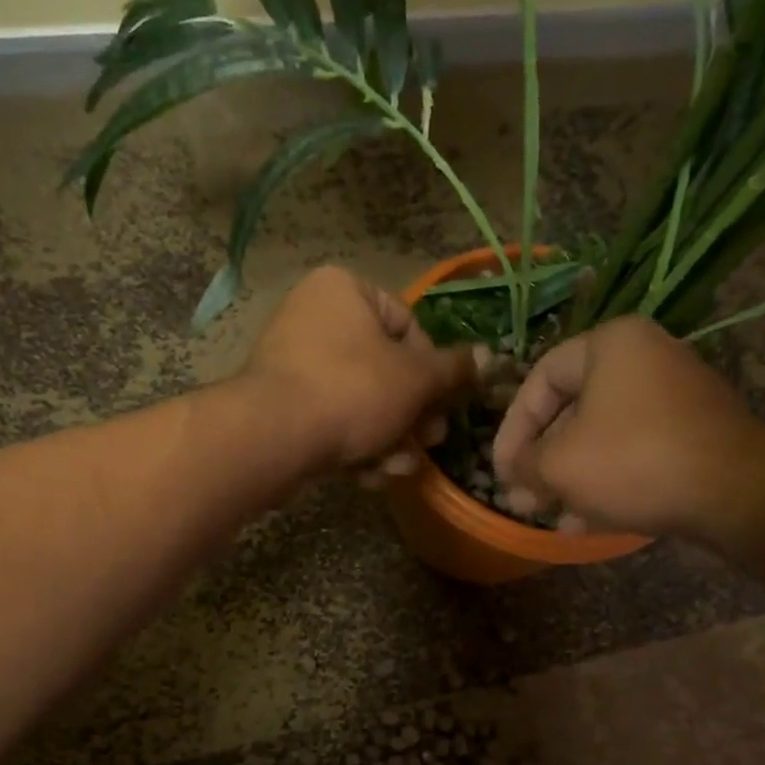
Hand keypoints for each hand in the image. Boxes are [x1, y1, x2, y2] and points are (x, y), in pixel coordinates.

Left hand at [242, 266, 481, 472]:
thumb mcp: (416, 379)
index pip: (408, 325)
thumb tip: (489, 357)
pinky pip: (331, 419)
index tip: (443, 404)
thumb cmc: (353, 391)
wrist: (275, 438)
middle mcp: (314, 317)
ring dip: (389, 438)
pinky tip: (369, 475)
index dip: (433, 371)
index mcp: (344, 290)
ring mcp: (292, 363)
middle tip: (430, 442)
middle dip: (412, 415)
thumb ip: (454, 370)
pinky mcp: (281, 405)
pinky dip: (354, 445)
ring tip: (400, 467)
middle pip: (385, 369)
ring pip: (361, 401)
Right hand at [492, 316, 764, 538]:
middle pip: (572, 411)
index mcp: (611, 345)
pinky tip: (583, 522)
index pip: (539, 379)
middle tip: (521, 498)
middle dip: (541, 461)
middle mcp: (646, 359)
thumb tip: (513, 475)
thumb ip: (525, 465)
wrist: (736, 493)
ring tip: (547, 515)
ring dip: (569, 478)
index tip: (500, 469)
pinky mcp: (694, 434)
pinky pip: (634, 452)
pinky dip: (606, 481)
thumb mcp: (560, 465)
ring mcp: (675, 397)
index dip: (511, 428)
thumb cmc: (634, 461)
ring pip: (602, 437)